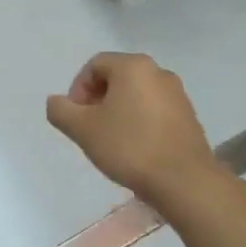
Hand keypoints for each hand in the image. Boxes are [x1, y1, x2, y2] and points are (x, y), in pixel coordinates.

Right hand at [46, 52, 220, 202]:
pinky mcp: (189, 116)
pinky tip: (135, 148)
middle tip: (89, 129)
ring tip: (111, 141)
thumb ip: (61, 110)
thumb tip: (56, 102)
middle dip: (97, 100)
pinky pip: (154, 110)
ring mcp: (177, 94)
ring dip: (117, 112)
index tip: (75, 118)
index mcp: (133, 66)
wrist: (184, 181)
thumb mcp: (83, 129)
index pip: (94, 66)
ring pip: (136, 95)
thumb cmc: (129, 147)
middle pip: (116, 78)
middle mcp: (158, 72)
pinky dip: (138, 122)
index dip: (77, 89)